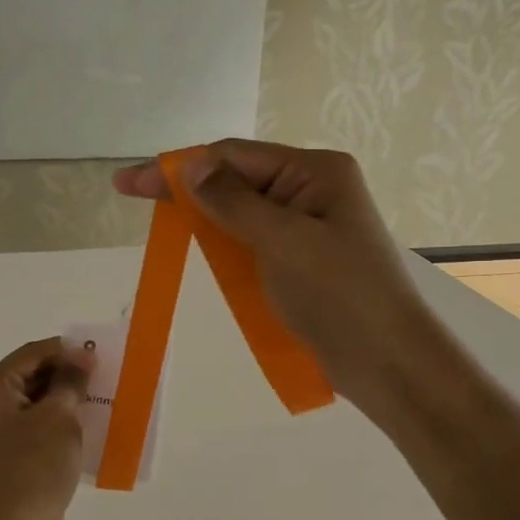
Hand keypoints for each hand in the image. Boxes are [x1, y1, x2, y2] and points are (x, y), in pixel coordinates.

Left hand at [0, 338, 97, 519]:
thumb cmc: (34, 463)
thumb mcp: (59, 416)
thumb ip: (71, 380)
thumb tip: (82, 356)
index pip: (31, 354)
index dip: (67, 352)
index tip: (98, 357)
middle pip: (27, 375)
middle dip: (63, 375)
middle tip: (98, 378)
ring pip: (29, 400)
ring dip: (59, 398)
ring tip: (92, 400)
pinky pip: (27, 424)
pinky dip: (50, 420)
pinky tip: (77, 426)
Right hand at [113, 141, 431, 413]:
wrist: (388, 362)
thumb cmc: (340, 295)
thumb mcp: (284, 241)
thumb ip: (233, 201)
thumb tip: (191, 164)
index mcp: (316, 172)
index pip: (234, 157)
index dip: (179, 168)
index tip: (130, 182)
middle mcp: (312, 190)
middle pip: (236, 179)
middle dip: (187, 187)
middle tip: (132, 193)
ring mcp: (308, 227)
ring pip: (242, 212)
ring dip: (203, 214)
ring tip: (159, 218)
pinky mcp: (302, 261)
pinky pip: (253, 242)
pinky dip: (224, 243)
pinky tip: (199, 246)